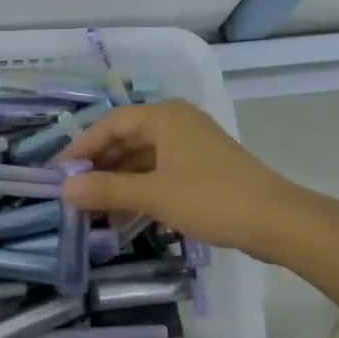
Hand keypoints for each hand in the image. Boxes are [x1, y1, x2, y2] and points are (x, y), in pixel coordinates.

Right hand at [60, 99, 297, 255]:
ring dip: (120, 181)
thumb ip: (107, 190)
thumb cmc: (211, 198)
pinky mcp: (205, 168)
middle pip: (127, 138)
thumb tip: (64, 189)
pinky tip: (127, 214)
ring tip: (96, 209)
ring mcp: (193, 145)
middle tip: (75, 192)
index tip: (60, 172)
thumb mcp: (154, 195)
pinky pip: (162, 171)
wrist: (277, 221)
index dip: (83, 146)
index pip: (111, 123)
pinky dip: (142, 188)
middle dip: (101, 166)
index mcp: (165, 116)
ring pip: (144, 158)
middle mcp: (177, 122)